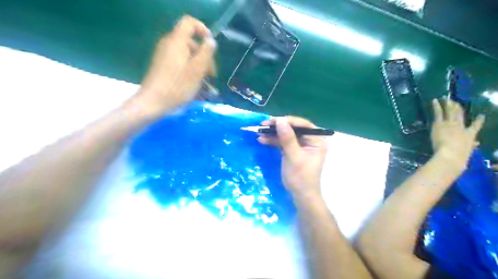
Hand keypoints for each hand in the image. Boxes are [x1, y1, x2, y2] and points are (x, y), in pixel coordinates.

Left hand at [134, 15, 216, 115]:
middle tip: (211, 75)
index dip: (203, 30)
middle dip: (204, 56)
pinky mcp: (163, 67)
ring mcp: (164, 56)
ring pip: (187, 55)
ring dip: (199, 67)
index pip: (189, 23)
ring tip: (206, 84)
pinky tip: (196, 86)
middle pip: (191, 42)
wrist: (153, 103)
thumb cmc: (177, 86)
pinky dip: (190, 71)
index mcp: (177, 41)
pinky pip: (180, 63)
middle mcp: (169, 45)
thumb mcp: (197, 70)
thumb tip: (210, 40)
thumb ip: (206, 52)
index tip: (211, 46)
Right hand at [256, 116, 327, 201]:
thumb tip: (280, 120)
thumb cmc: (301, 177)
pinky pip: (283, 142)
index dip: (288, 121)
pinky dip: (273, 141)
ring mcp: (301, 145)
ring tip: (259, 132)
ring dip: (273, 134)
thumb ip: (287, 138)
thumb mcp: (293, 157)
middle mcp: (310, 140)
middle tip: (264, 125)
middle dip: (278, 127)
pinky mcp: (293, 150)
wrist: (300, 196)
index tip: (274, 121)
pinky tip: (262, 140)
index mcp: (317, 140)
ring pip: (286, 134)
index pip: (303, 125)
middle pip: (293, 128)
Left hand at [430, 99, 483, 169]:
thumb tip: (476, 144)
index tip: (481, 116)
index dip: (479, 121)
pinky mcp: (439, 124)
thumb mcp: (467, 152)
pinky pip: (438, 113)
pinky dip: (436, 106)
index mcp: (470, 135)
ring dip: (448, 104)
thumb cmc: (459, 157)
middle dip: (458, 108)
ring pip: (450, 112)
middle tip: (456, 102)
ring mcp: (450, 124)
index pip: (476, 127)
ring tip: (446, 98)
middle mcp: (461, 127)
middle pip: (460, 116)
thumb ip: (471, 147)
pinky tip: (434, 100)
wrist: (451, 154)